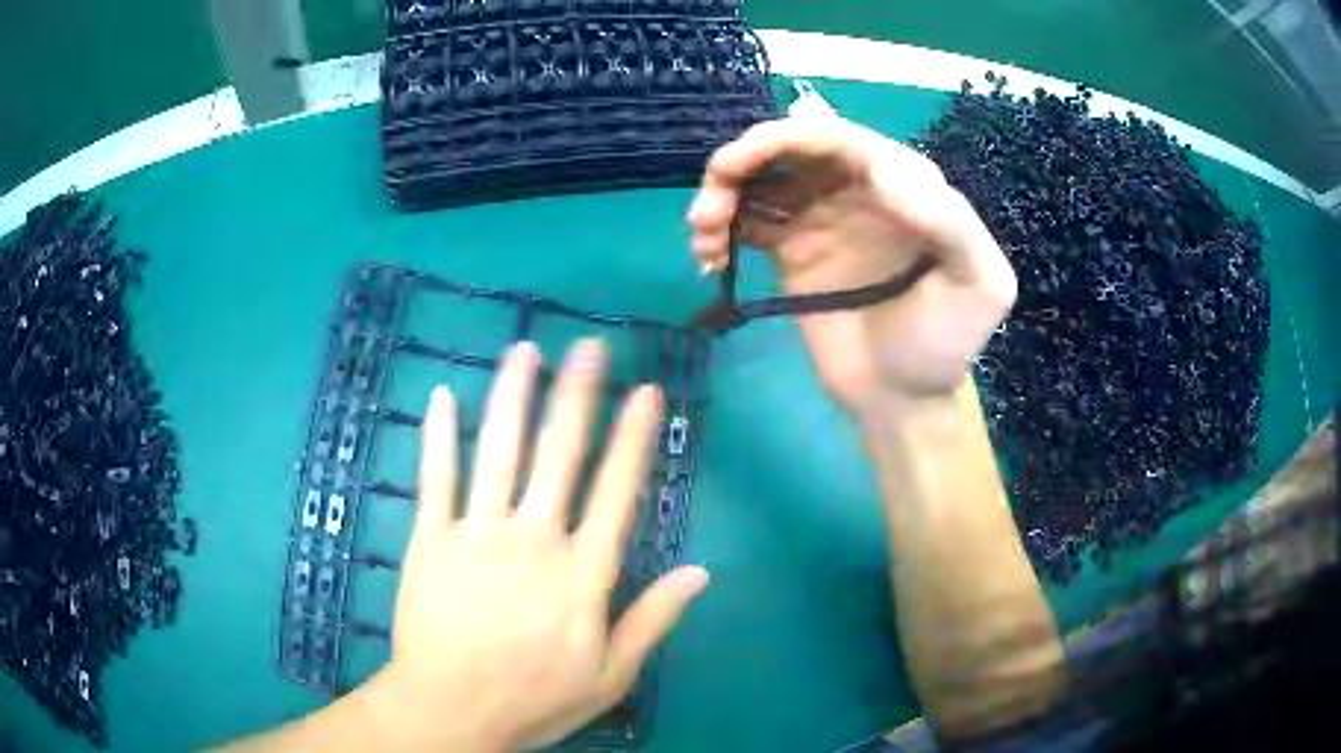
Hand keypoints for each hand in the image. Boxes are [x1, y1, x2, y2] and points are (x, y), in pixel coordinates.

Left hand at [368, 341, 708, 750]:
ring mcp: (476, 532)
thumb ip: (653, 619)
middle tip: (588, 347)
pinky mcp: (429, 538)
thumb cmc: (534, 698)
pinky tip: (441, 395)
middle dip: (576, 395)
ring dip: (512, 396)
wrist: (450, 710)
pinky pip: (435, 477)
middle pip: (559, 454)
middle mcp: (532, 538)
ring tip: (524, 350)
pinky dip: (437, 434)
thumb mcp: (610, 675)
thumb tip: (701, 571)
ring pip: (497, 451)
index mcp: (581, 572)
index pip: (617, 491)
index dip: (633, 437)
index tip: (646, 391)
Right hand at [688, 115, 1016, 411]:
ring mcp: (820, 218)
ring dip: (721, 194)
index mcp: (904, 182)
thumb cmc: (945, 344)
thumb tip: (881, 173)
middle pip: (789, 150)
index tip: (738, 166)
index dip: (783, 139)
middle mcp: (857, 189)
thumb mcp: (979, 285)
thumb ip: (951, 224)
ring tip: (702, 235)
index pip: (838, 139)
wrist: (903, 399)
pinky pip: (747, 223)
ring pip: (761, 181)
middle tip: (708, 206)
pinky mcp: (791, 253)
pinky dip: (719, 231)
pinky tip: (709, 260)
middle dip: (741, 163)